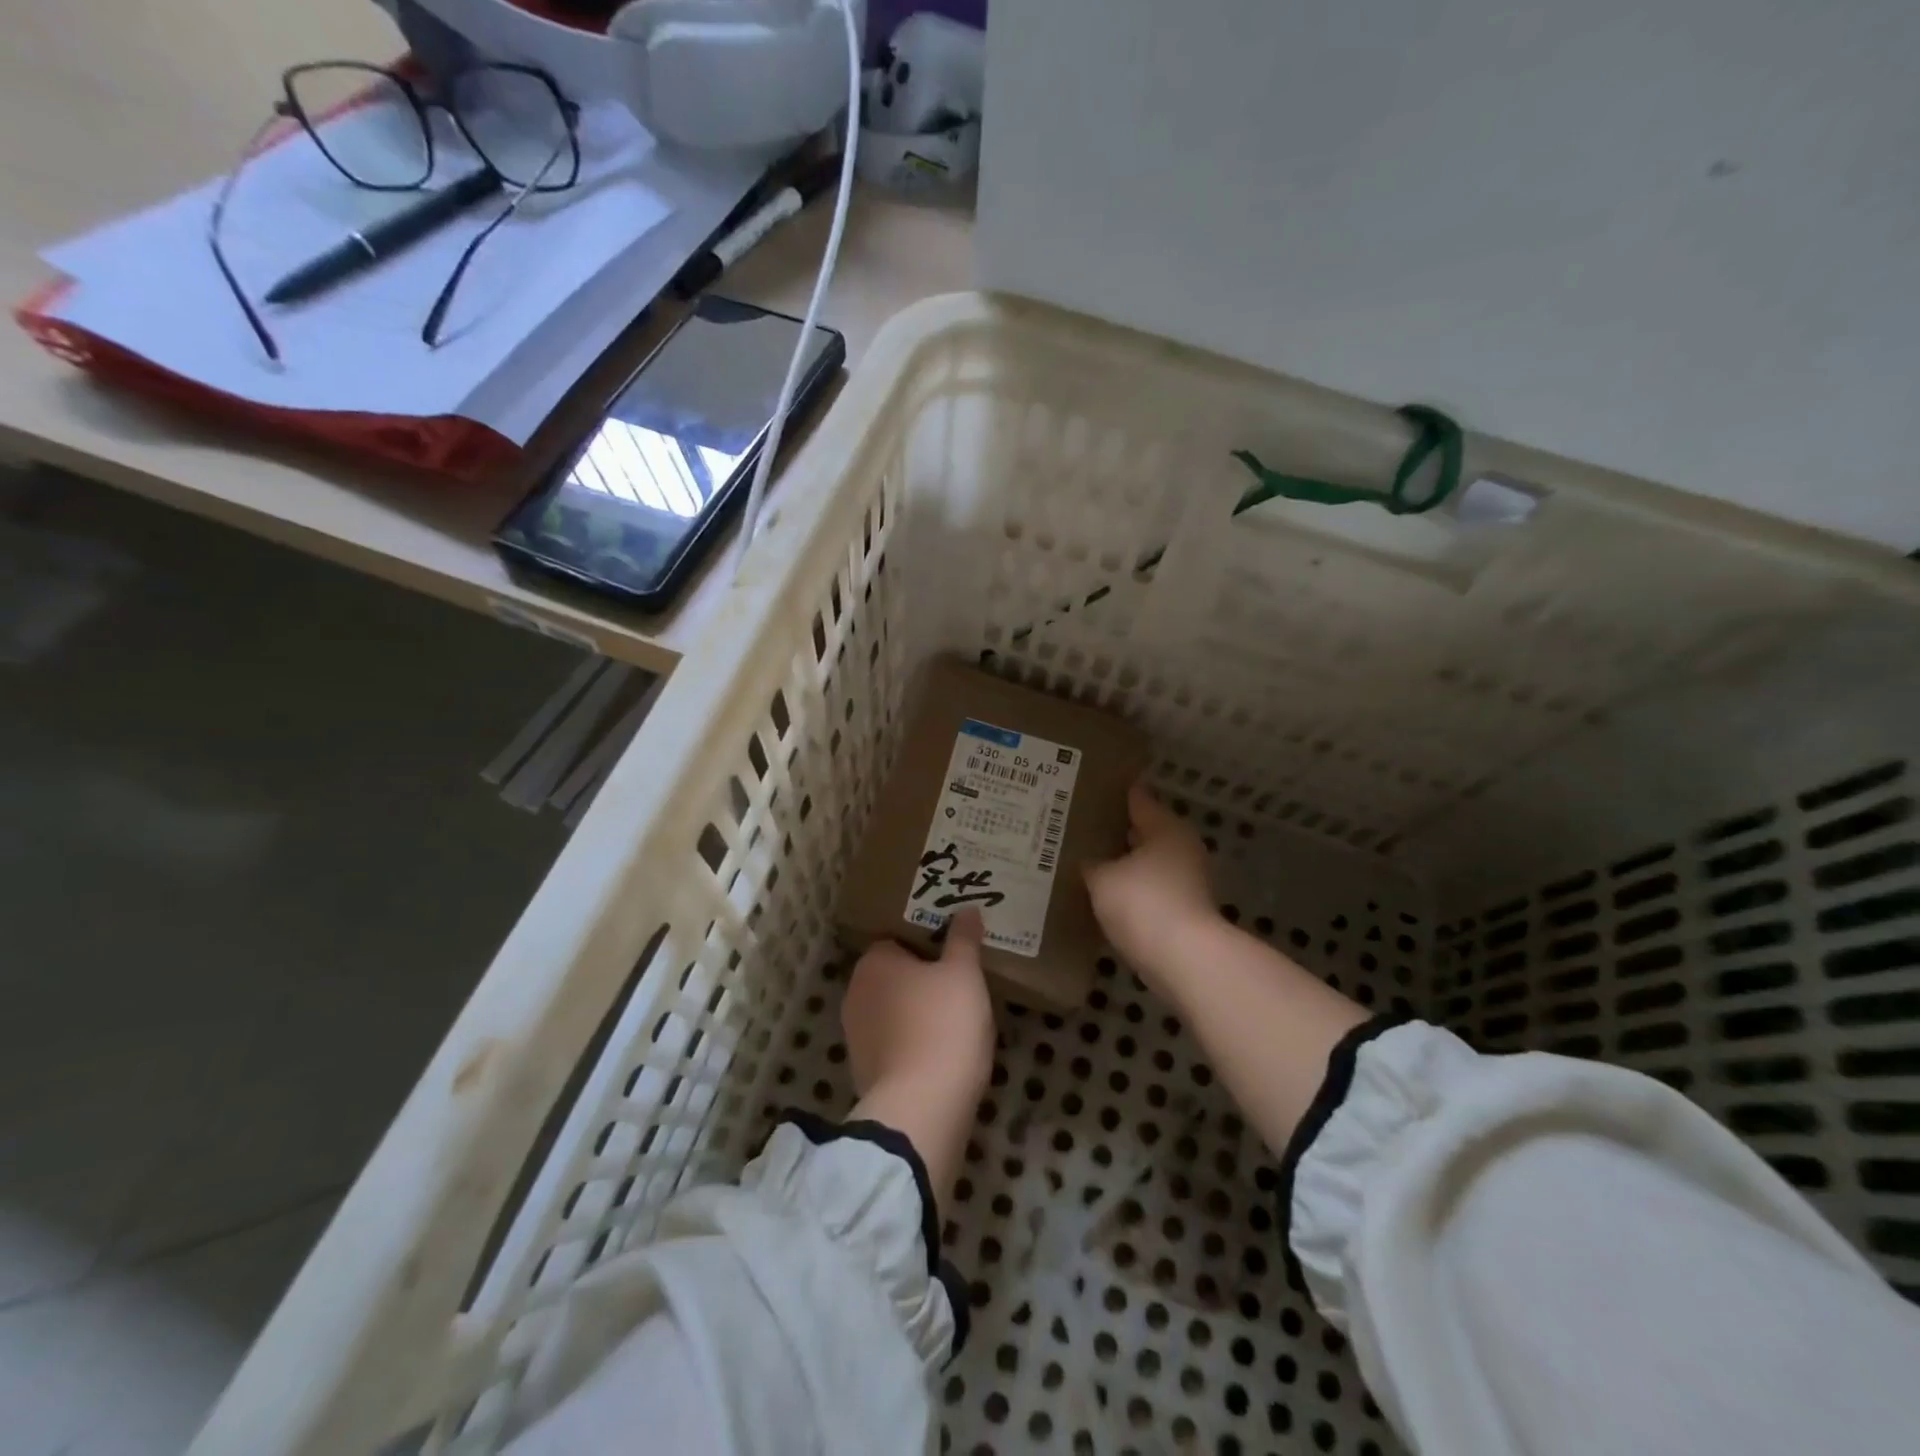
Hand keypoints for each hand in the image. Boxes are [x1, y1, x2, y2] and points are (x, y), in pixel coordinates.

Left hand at [841, 908, 995, 1105]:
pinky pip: (892, 1045)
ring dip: (914, 1014)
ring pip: (891, 1012)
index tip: (953, 955)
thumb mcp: (964, 973)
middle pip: (892, 976)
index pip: (896, 940)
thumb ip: (964, 939)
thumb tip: (967, 909)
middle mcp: (855, 992)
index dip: (925, 945)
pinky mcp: (863, 1072)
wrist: (922, 1107)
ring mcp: (855, 1035)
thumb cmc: (944, 1024)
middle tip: (958, 984)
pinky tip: (940, 1052)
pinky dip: (911, 1045)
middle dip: (919, 980)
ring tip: (953, 1020)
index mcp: (874, 962)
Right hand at [1084, 783, 1220, 991]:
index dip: (1113, 794)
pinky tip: (1103, 895)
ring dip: (1123, 864)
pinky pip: (1149, 890)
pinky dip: (1130, 890)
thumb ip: (1092, 864)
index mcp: (1166, 827)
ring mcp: (1187, 881)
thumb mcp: (1103, 879)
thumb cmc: (1144, 903)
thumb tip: (1087, 860)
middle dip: (1116, 832)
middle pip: (1144, 831)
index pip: (1138, 799)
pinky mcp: (1183, 911)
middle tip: (1078, 828)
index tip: (1087, 790)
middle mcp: (1182, 848)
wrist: (1184, 960)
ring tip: (1086, 862)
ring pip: (1146, 863)